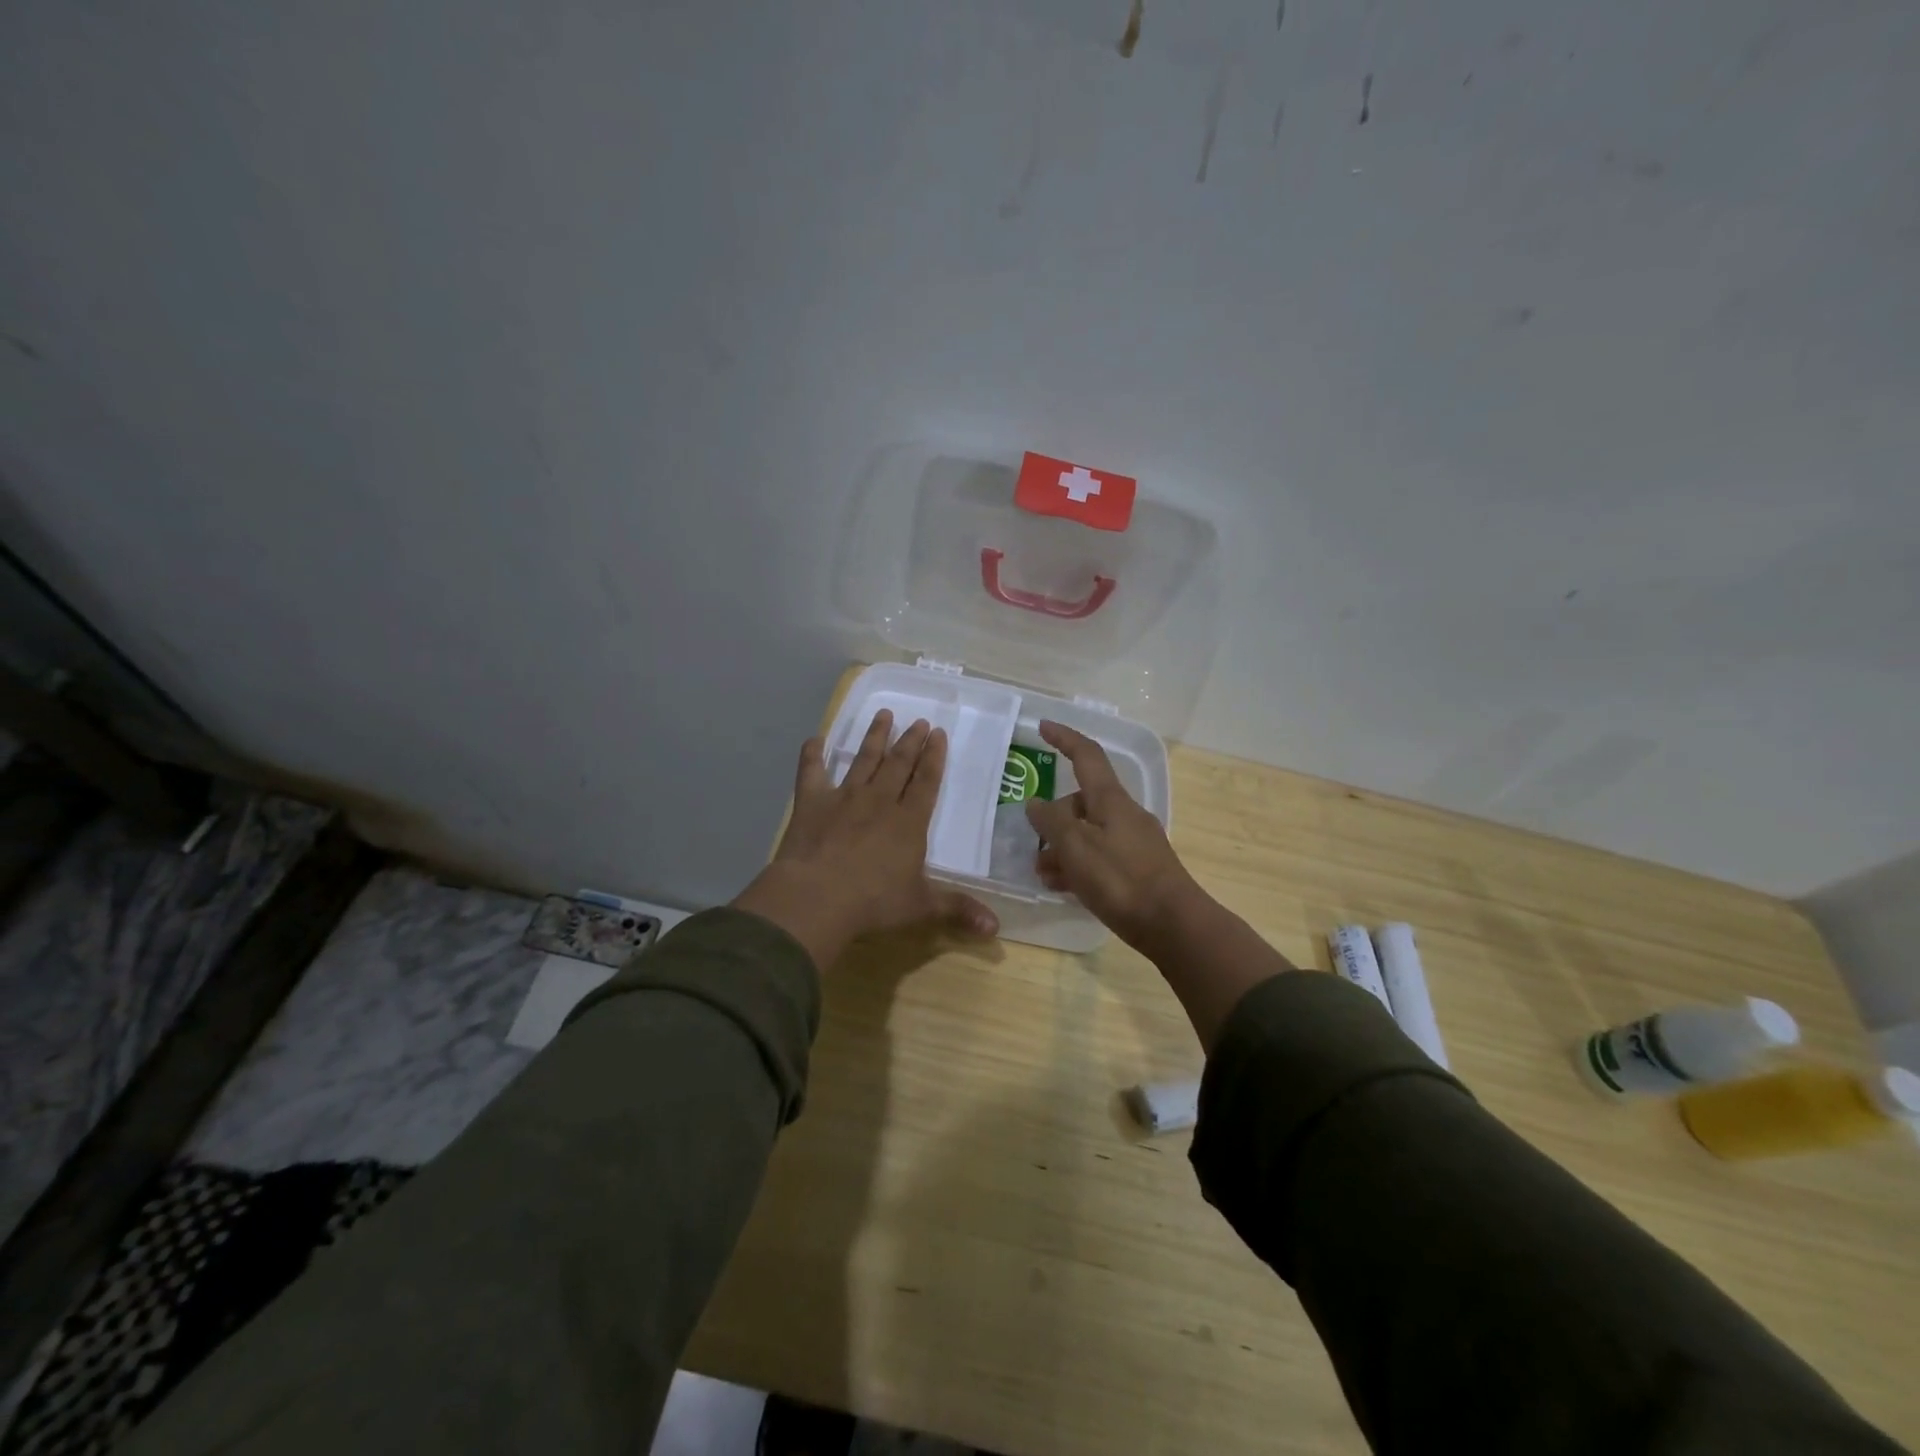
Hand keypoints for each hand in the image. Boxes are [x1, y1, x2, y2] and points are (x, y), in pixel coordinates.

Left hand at [732, 710, 998, 968]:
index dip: (934, 757)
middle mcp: (879, 800)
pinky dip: (812, 754)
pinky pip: (811, 771)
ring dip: (874, 736)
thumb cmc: (873, 902)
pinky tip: (814, 739)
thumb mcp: (921, 907)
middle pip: (898, 764)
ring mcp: (843, 797)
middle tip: (919, 720)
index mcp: (909, 821)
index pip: (926, 782)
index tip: (938, 733)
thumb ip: (957, 910)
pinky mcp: (811, 802)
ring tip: (883, 714)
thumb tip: (997, 929)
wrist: (817, 897)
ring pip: (863, 759)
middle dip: (910, 741)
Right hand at [1026, 720, 1202, 950]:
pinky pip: (1100, 856)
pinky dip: (1079, 866)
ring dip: (1062, 848)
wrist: (1173, 924)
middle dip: (1053, 819)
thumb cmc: (1120, 879)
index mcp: (1111, 800)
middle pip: (1081, 802)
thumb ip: (1051, 821)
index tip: (1043, 727)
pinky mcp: (1138, 869)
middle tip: (1034, 846)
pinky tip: (1065, 888)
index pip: (1086, 756)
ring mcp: (1134, 842)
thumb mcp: (1076, 846)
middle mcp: (1124, 814)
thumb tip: (1036, 804)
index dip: (1064, 739)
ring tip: (1043, 875)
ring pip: (1088, 833)